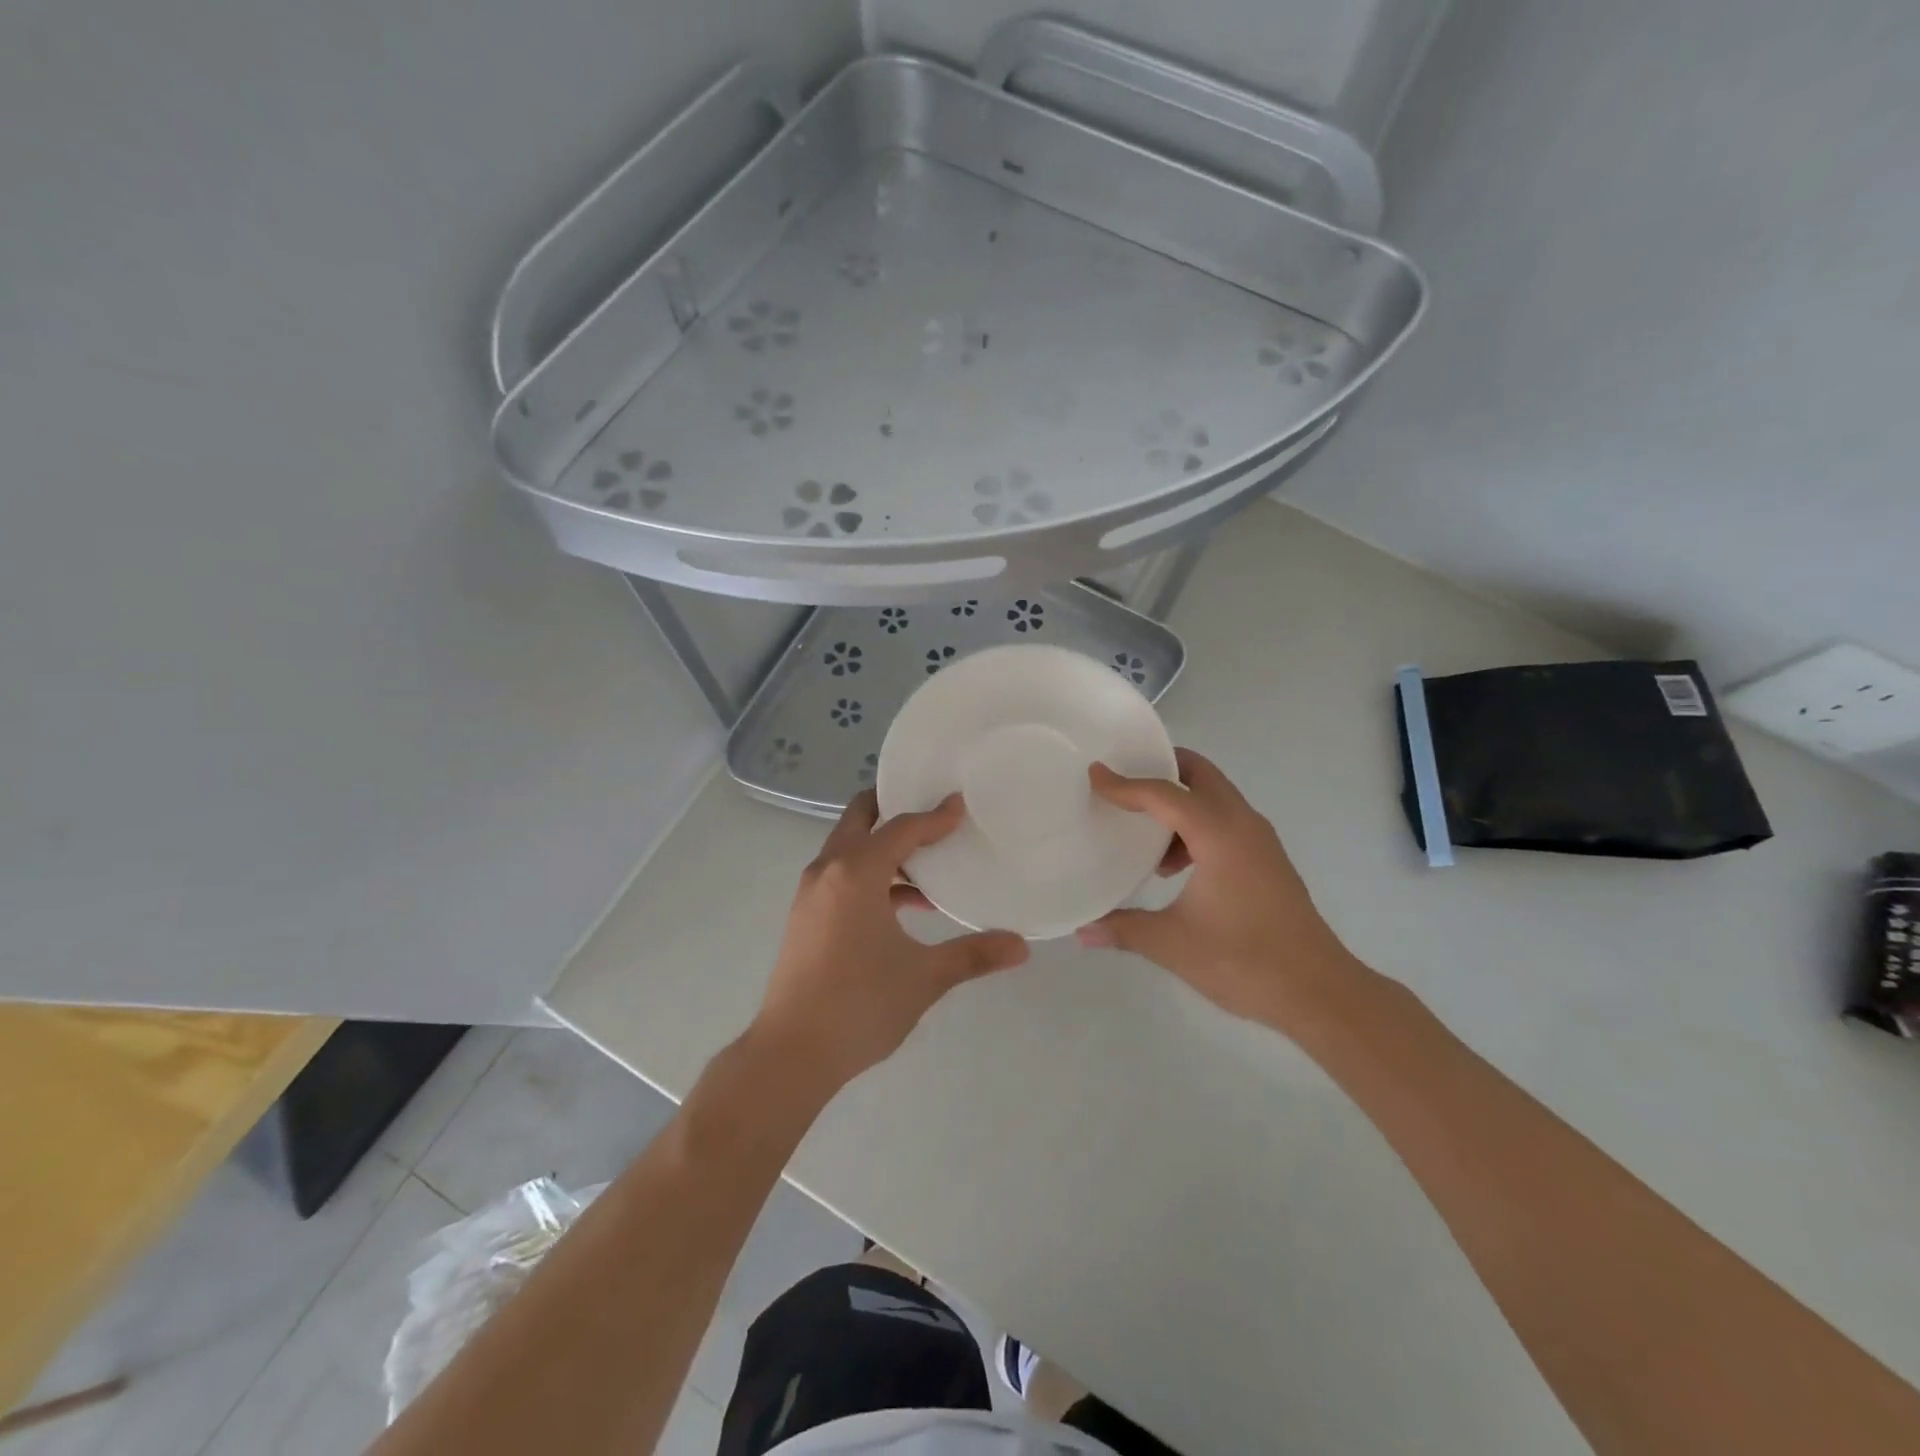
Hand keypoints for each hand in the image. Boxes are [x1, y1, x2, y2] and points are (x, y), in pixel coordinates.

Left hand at [752, 791, 1029, 1091]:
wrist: (792, 1053)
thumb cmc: (860, 1005)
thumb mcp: (924, 977)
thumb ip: (973, 955)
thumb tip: (1022, 946)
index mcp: (855, 872)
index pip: (901, 828)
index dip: (934, 816)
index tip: (961, 805)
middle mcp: (828, 871)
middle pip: (860, 818)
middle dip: (893, 806)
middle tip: (932, 810)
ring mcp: (811, 894)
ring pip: (850, 848)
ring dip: (884, 847)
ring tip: (929, 864)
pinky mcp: (806, 917)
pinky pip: (842, 876)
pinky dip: (872, 875)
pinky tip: (905, 906)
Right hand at [1077, 748, 1361, 1030]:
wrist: (1319, 991)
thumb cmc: (1244, 961)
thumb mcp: (1173, 944)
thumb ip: (1124, 930)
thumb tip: (1083, 931)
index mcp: (1218, 834)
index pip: (1164, 794)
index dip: (1125, 784)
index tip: (1094, 774)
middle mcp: (1242, 824)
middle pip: (1200, 774)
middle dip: (1162, 767)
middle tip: (1124, 778)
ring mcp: (1260, 840)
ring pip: (1216, 796)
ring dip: (1180, 800)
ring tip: (1145, 832)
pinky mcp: (1268, 859)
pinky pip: (1226, 820)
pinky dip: (1197, 824)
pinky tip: (1175, 867)